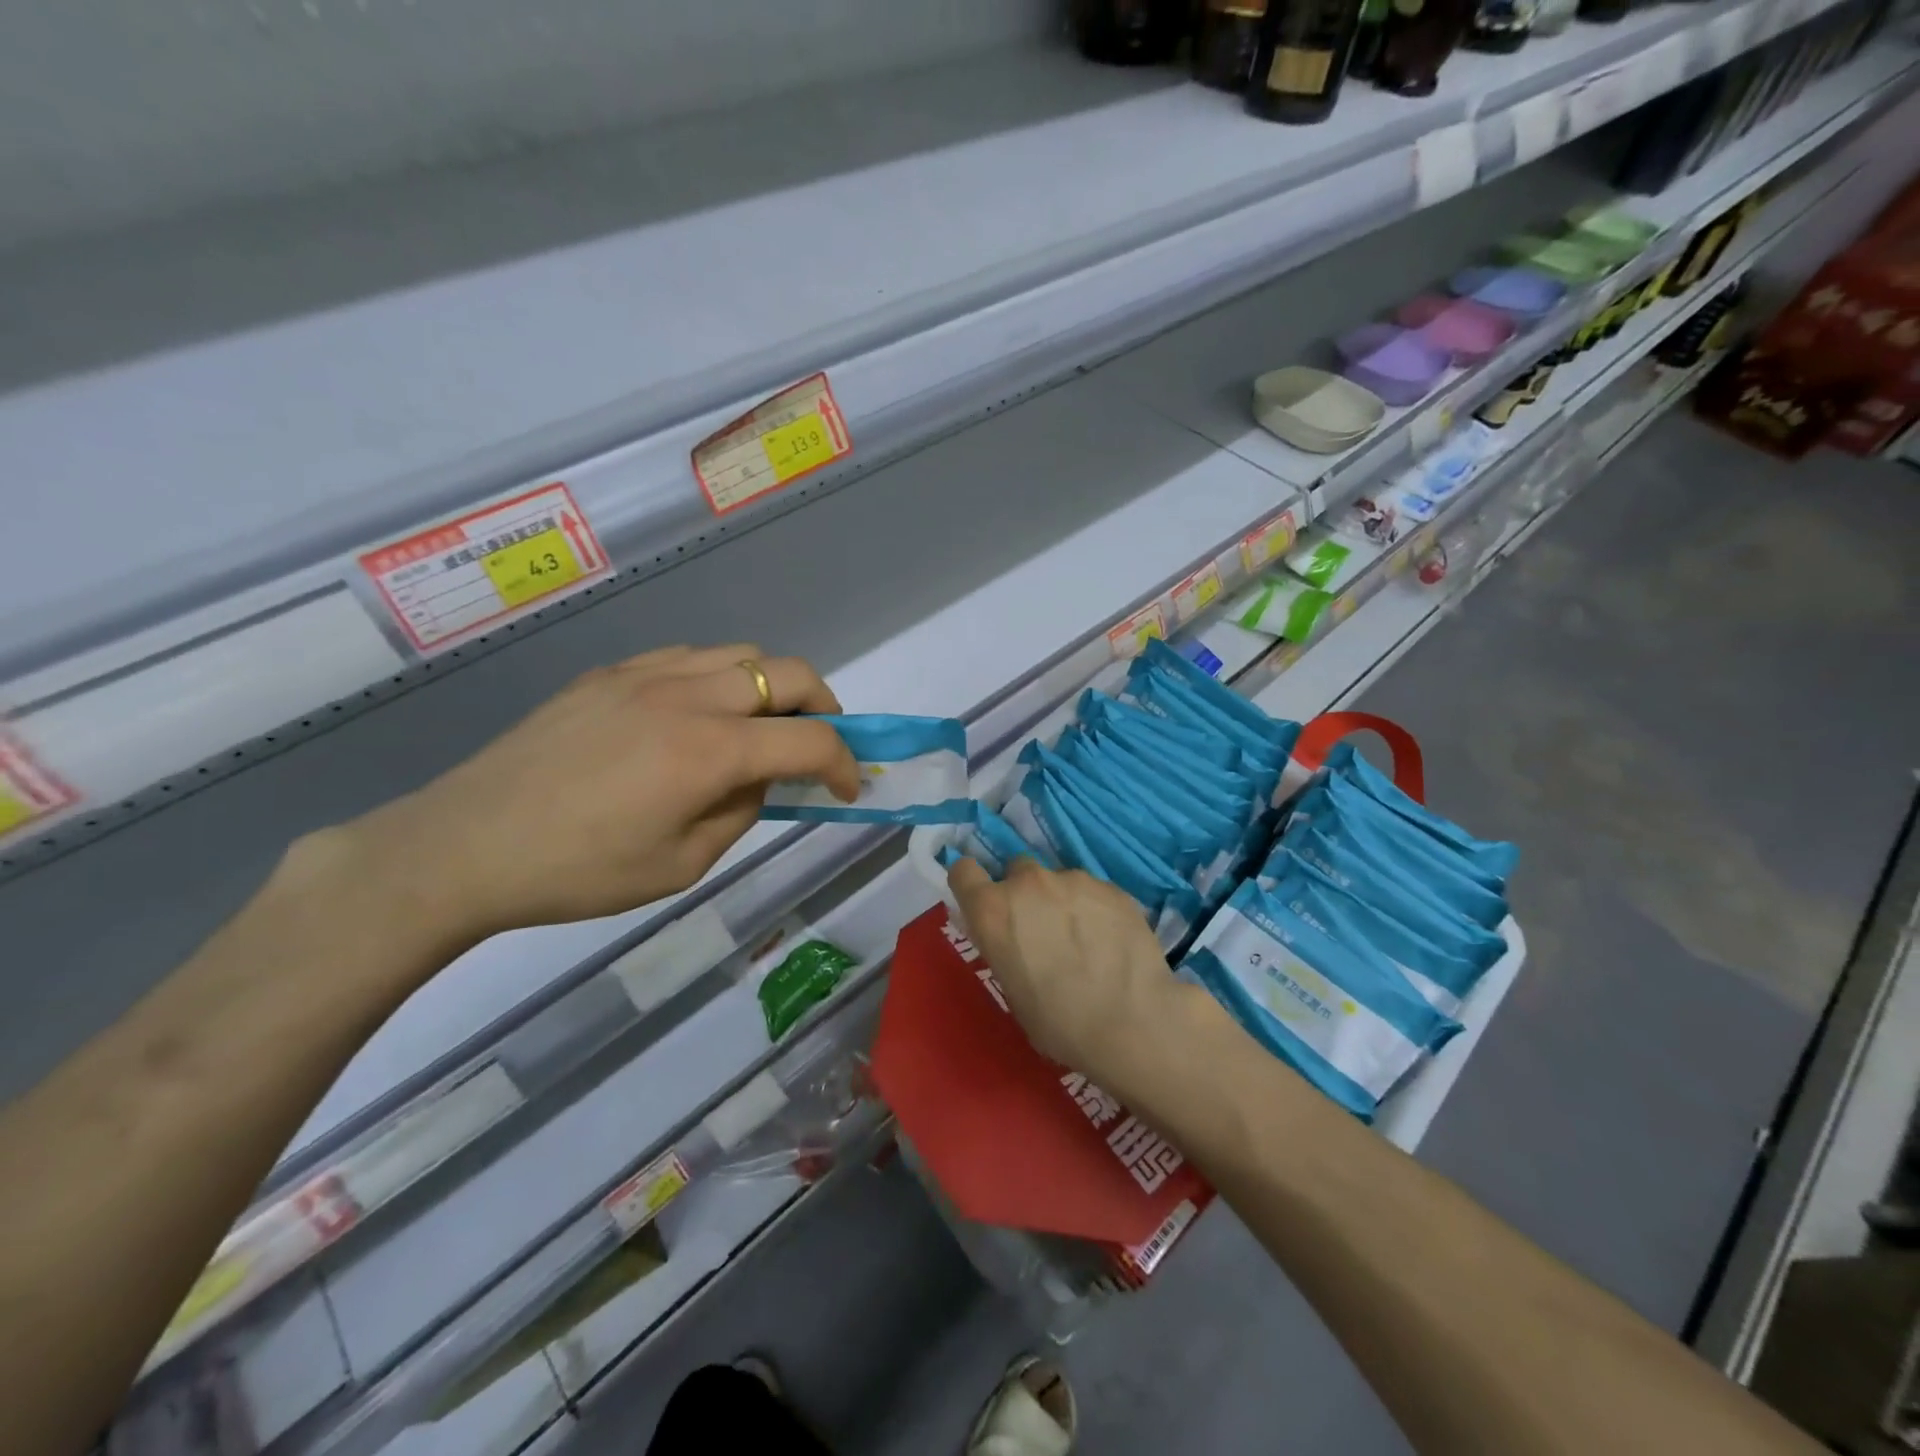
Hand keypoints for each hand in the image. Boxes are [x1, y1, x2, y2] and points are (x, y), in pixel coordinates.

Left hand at [318, 646, 859, 947]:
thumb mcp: (682, 863)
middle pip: (787, 671)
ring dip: (771, 686)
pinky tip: (699, 715)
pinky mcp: (610, 674)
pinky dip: (719, 678)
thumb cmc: (579, 872)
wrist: (463, 845)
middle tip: (817, 742)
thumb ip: (739, 811)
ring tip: (759, 726)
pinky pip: (688, 657)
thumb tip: (760, 778)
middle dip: (823, 704)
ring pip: (740, 654)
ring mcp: (645, 676)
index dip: (843, 762)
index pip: (809, 739)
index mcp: (708, 751)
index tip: (847, 787)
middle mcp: (687, 696)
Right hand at [947, 857, 1200, 1100]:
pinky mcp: (1111, 886)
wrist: (1131, 1022)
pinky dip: (1095, 908)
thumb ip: (1004, 947)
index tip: (984, 902)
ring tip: (1085, 937)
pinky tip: (1111, 940)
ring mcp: (1073, 879)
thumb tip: (1013, 938)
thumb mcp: (1011, 990)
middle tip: (1042, 927)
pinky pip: (1093, 890)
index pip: (963, 871)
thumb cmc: (1059, 1023)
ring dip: (1062, 900)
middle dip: (1024, 892)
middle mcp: (1027, 883)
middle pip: (1016, 869)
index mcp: (992, 911)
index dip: (972, 884)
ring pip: (1058, 879)